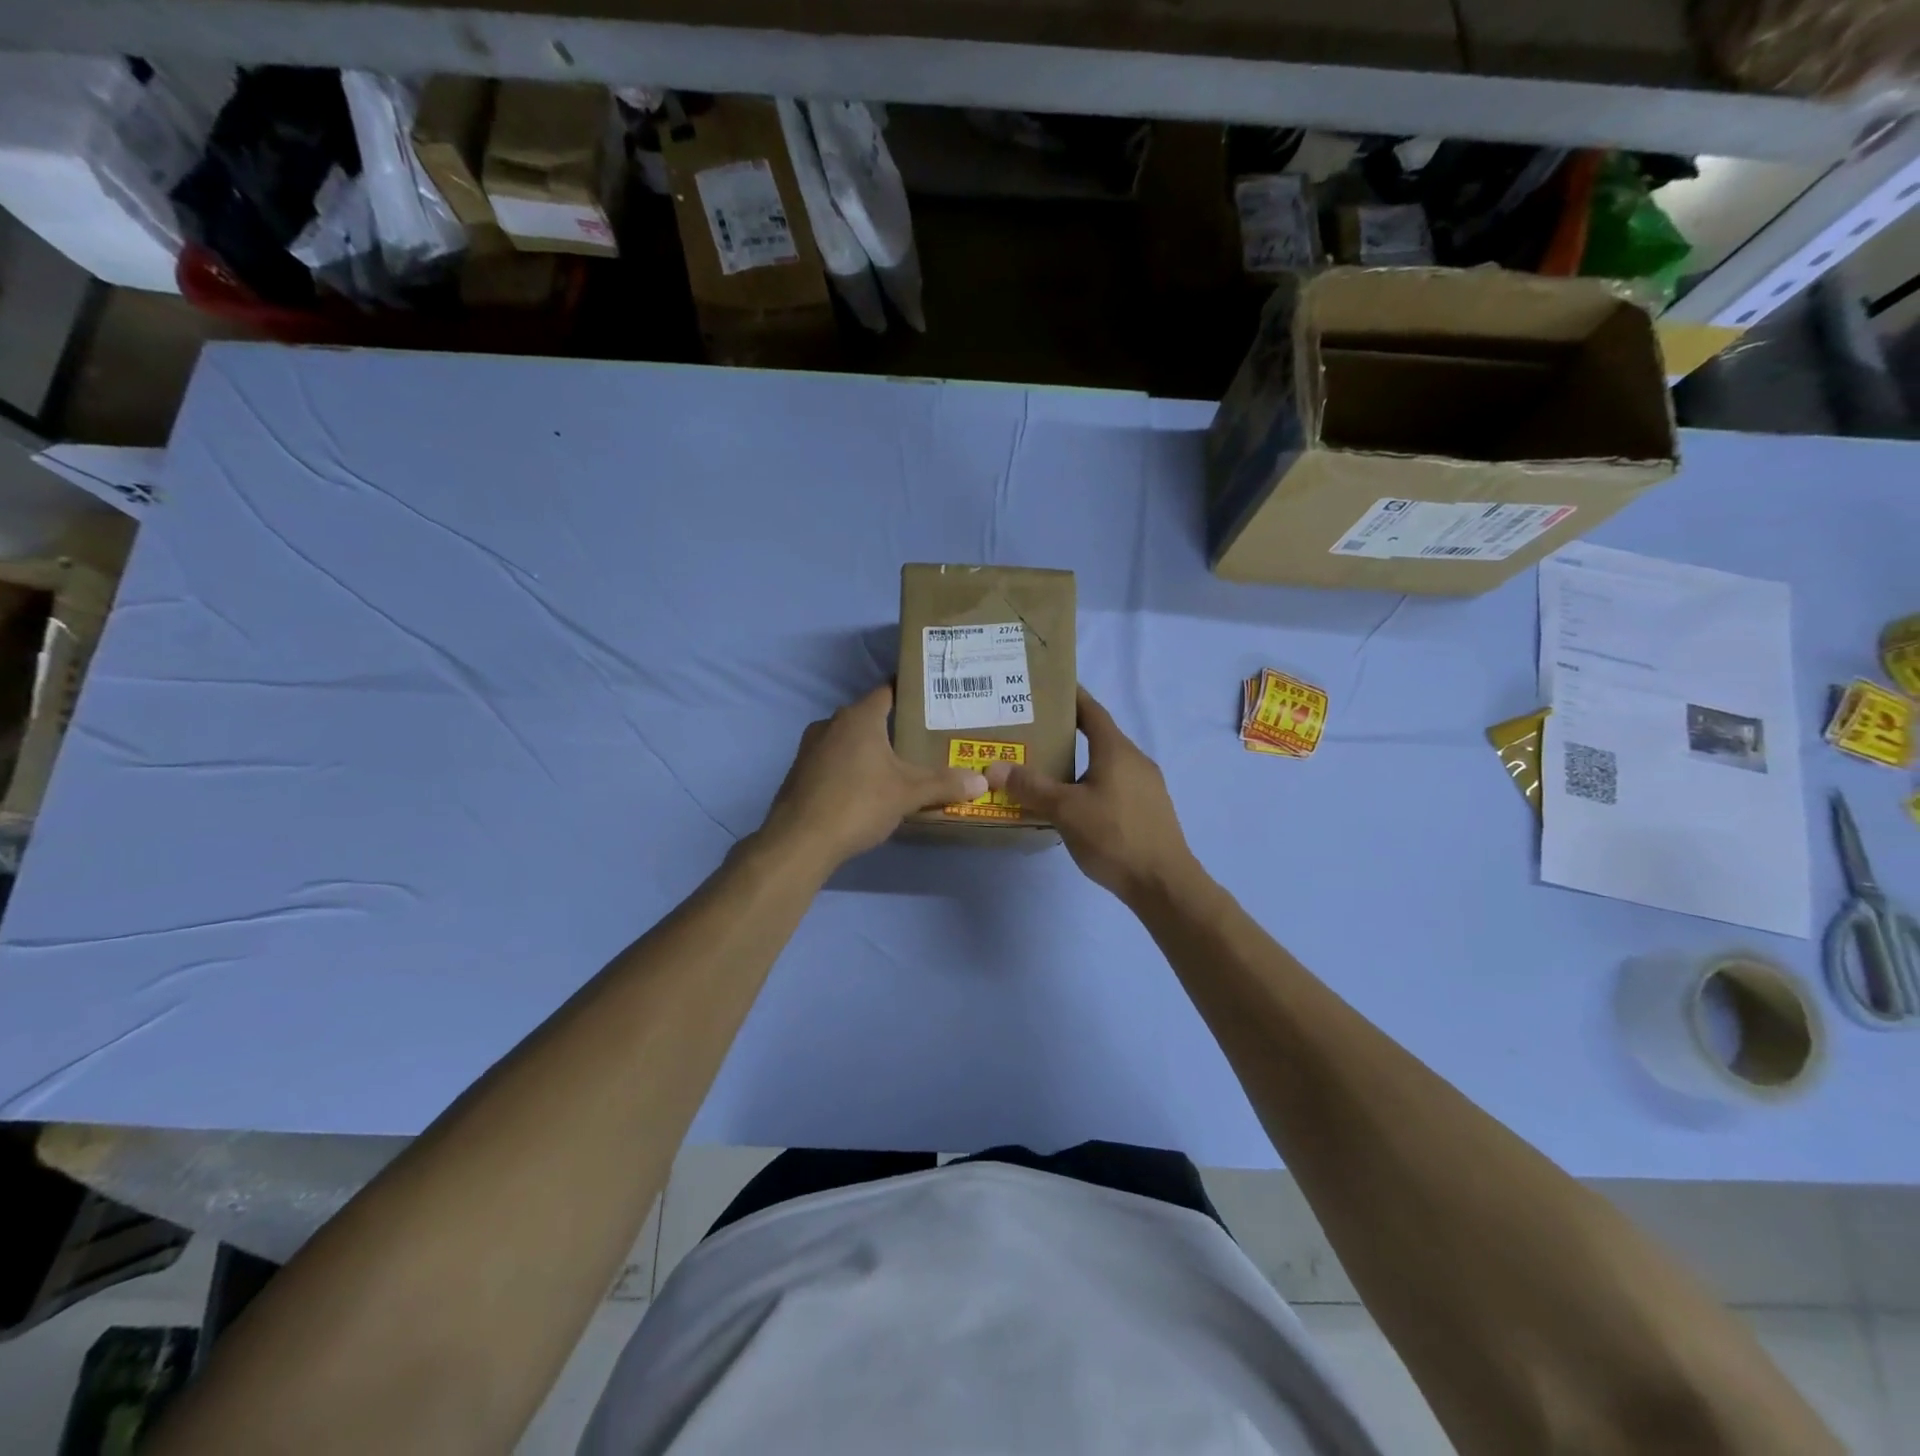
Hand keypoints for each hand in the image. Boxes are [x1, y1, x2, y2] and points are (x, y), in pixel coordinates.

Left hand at [761, 684, 987, 867]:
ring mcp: (810, 747)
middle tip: (923, 739)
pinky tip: (865, 788)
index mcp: (859, 717)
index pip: (888, 691)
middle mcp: (831, 723)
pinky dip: (851, 767)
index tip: (932, 701)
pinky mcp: (800, 772)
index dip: (910, 694)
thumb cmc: (858, 804)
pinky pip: (833, 760)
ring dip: (870, 749)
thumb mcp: (908, 794)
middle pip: (869, 716)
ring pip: (849, 739)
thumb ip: (944, 784)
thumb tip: (982, 781)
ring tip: (898, 765)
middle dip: (894, 726)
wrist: (799, 841)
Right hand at [984, 687, 1201, 905]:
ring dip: (1080, 762)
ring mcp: (1147, 786)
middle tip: (1033, 735)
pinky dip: (1092, 783)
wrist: (1164, 884)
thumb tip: (995, 767)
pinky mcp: (1149, 809)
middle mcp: (1135, 760)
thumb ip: (1031, 787)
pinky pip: (1115, 784)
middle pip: (1099, 736)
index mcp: (1117, 750)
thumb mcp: (1065, 810)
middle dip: (1067, 733)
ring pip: (1107, 764)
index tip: (1047, 689)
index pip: (1091, 711)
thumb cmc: (1114, 836)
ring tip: (1048, 771)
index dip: (1071, 697)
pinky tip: (1075, 804)